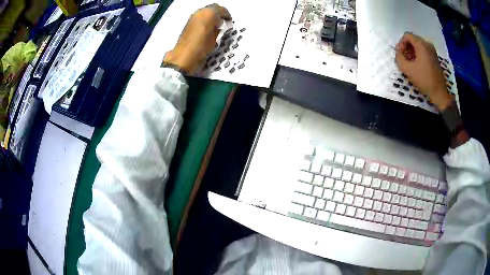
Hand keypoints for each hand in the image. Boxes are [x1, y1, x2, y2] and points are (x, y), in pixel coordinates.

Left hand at [164, 4, 231, 73]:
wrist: (183, 56)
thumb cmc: (202, 47)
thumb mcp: (214, 39)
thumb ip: (218, 29)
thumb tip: (218, 25)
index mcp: (209, 14)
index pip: (221, 9)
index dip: (227, 15)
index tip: (229, 21)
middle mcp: (200, 12)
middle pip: (212, 7)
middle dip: (218, 13)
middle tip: (223, 21)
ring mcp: (192, 17)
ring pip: (205, 11)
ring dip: (211, 16)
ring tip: (215, 25)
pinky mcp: (187, 22)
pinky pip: (199, 17)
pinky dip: (204, 19)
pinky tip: (207, 28)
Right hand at [395, 33, 452, 110]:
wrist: (439, 93)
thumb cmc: (424, 80)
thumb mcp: (407, 69)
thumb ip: (399, 58)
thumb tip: (398, 53)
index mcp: (421, 44)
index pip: (407, 36)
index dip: (401, 43)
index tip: (400, 54)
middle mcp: (427, 44)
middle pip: (413, 39)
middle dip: (406, 47)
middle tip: (404, 59)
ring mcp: (432, 50)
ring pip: (418, 45)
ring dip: (412, 52)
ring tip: (410, 63)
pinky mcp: (435, 57)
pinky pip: (424, 50)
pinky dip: (418, 55)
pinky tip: (417, 65)